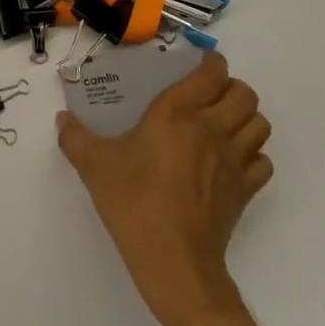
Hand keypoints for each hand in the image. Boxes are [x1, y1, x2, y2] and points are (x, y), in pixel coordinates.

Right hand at [56, 51, 273, 325]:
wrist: (174, 262)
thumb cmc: (134, 202)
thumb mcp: (94, 165)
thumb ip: (75, 137)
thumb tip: (61, 119)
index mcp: (178, 113)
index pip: (212, 73)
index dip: (211, 63)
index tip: (197, 65)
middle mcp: (212, 128)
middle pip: (245, 93)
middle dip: (231, 88)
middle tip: (208, 95)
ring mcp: (234, 161)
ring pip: (260, 124)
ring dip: (245, 118)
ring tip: (222, 124)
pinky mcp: (245, 191)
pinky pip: (262, 161)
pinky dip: (253, 155)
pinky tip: (230, 162)